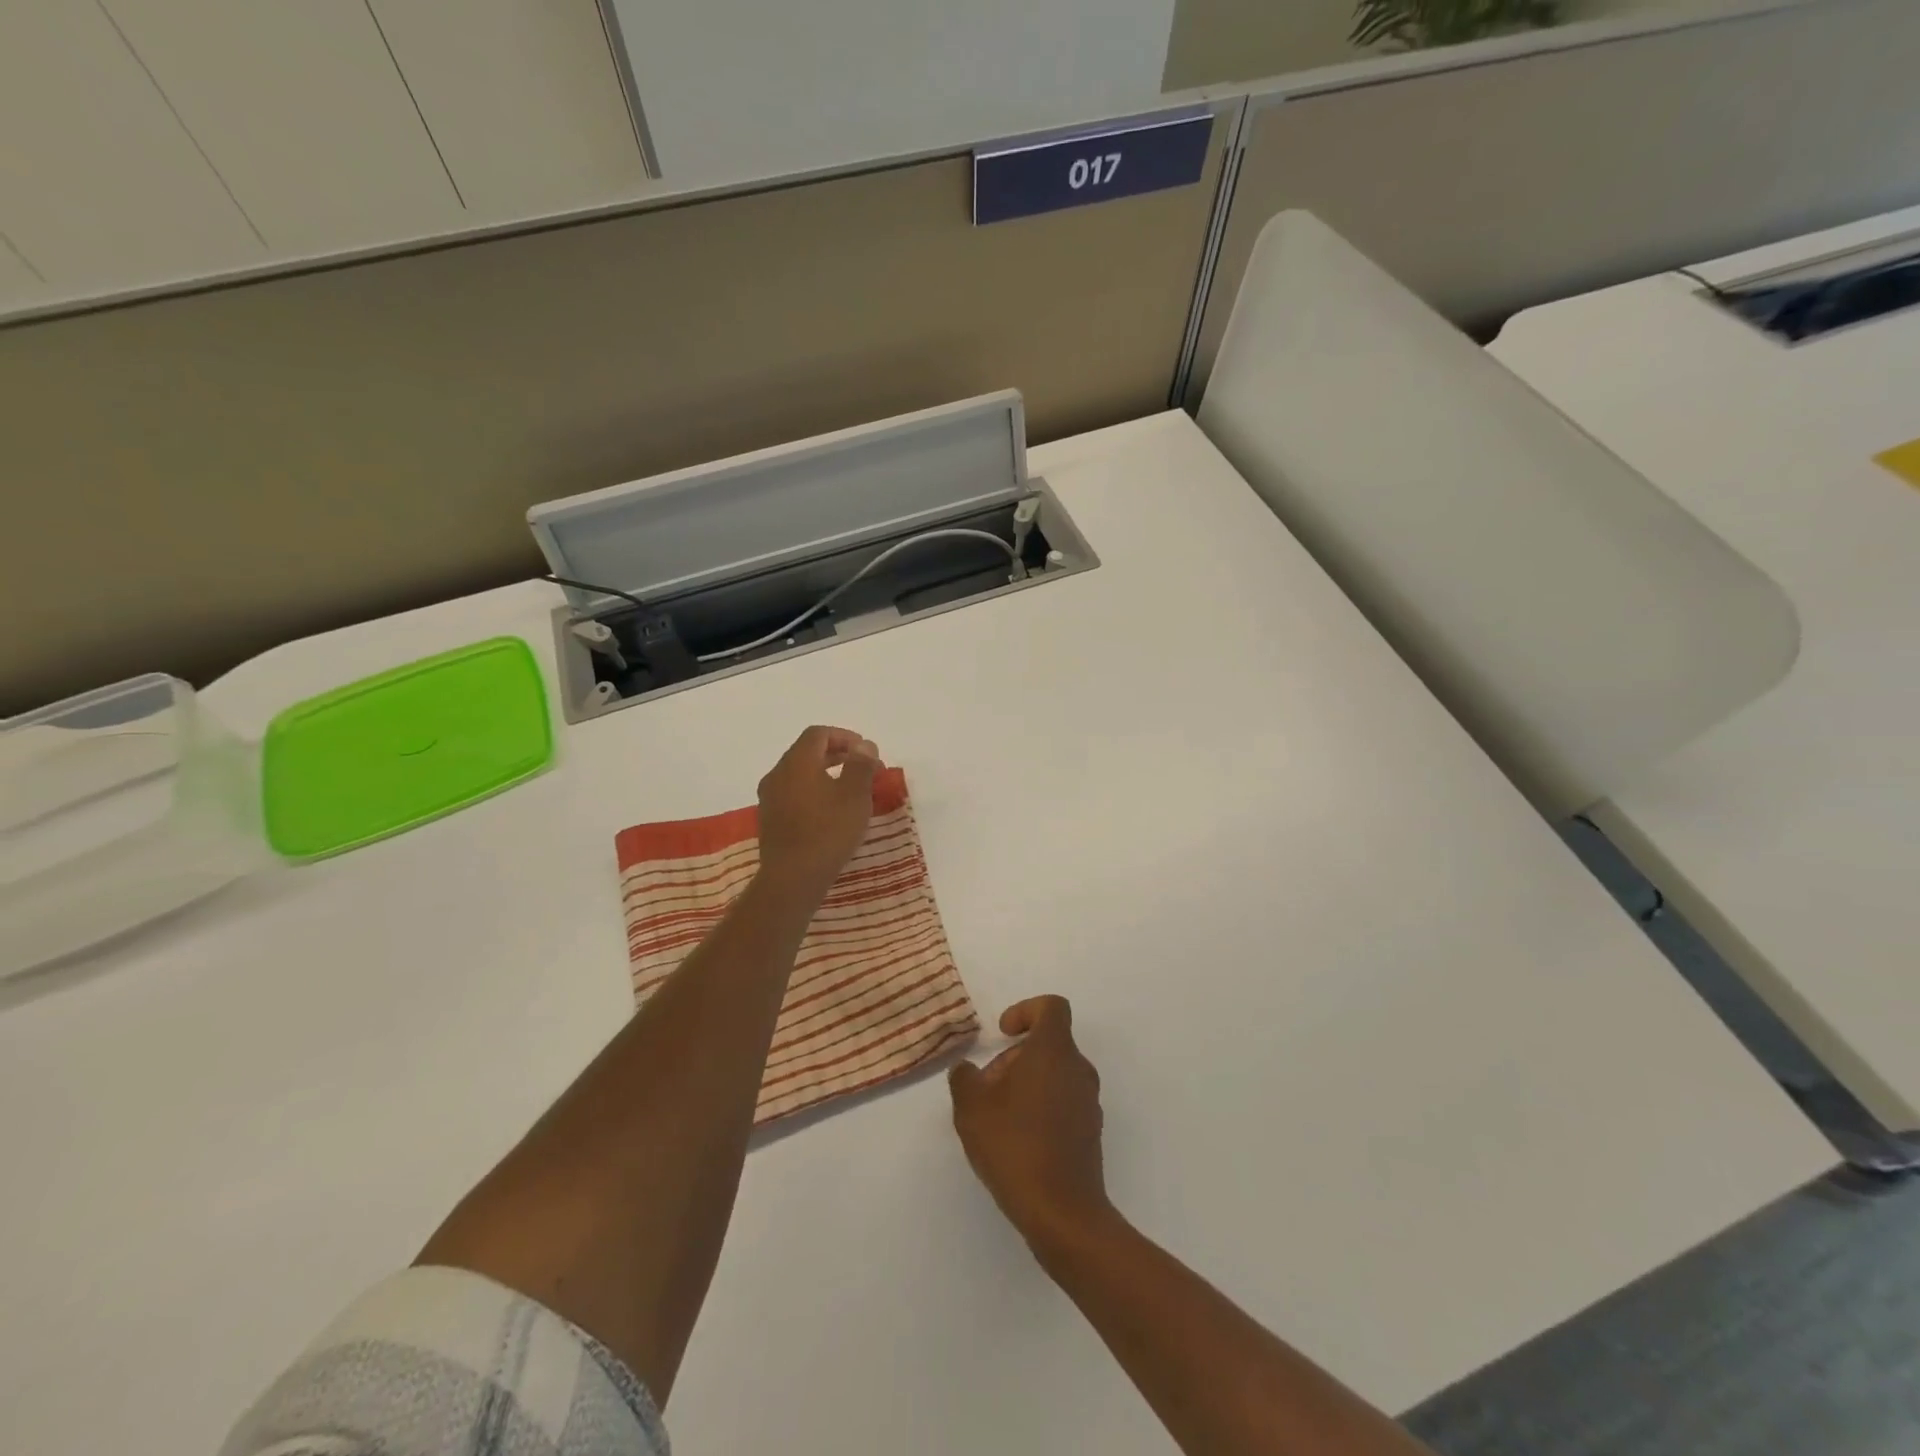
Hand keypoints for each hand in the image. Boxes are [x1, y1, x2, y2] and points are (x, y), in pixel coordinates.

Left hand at [755, 725, 881, 897]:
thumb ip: (861, 764)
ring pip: (799, 774)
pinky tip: (830, 813)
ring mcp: (769, 798)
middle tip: (863, 768)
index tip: (866, 752)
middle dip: (837, 755)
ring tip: (850, 791)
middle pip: (807, 752)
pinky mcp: (770, 820)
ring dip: (825, 774)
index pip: (818, 734)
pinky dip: (813, 792)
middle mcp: (777, 774)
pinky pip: (793, 794)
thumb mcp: (855, 795)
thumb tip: (864, 745)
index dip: (844, 737)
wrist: (792, 878)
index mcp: (797, 762)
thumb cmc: (828, 832)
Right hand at [950, 996, 1112, 1257]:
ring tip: (996, 1118)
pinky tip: (1017, 1142)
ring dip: (1026, 1085)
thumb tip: (968, 1071)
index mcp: (1054, 1051)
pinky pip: (1063, 1104)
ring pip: (1054, 1075)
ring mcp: (1089, 1103)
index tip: (1003, 1033)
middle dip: (1014, 1058)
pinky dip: (1040, 1109)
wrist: (1062, 1212)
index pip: (1052, 1007)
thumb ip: (964, 1078)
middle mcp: (1078, 1069)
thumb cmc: (1014, 1144)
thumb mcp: (971, 1107)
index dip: (1026, 1010)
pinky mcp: (1090, 1133)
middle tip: (986, 1088)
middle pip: (1048, 1045)